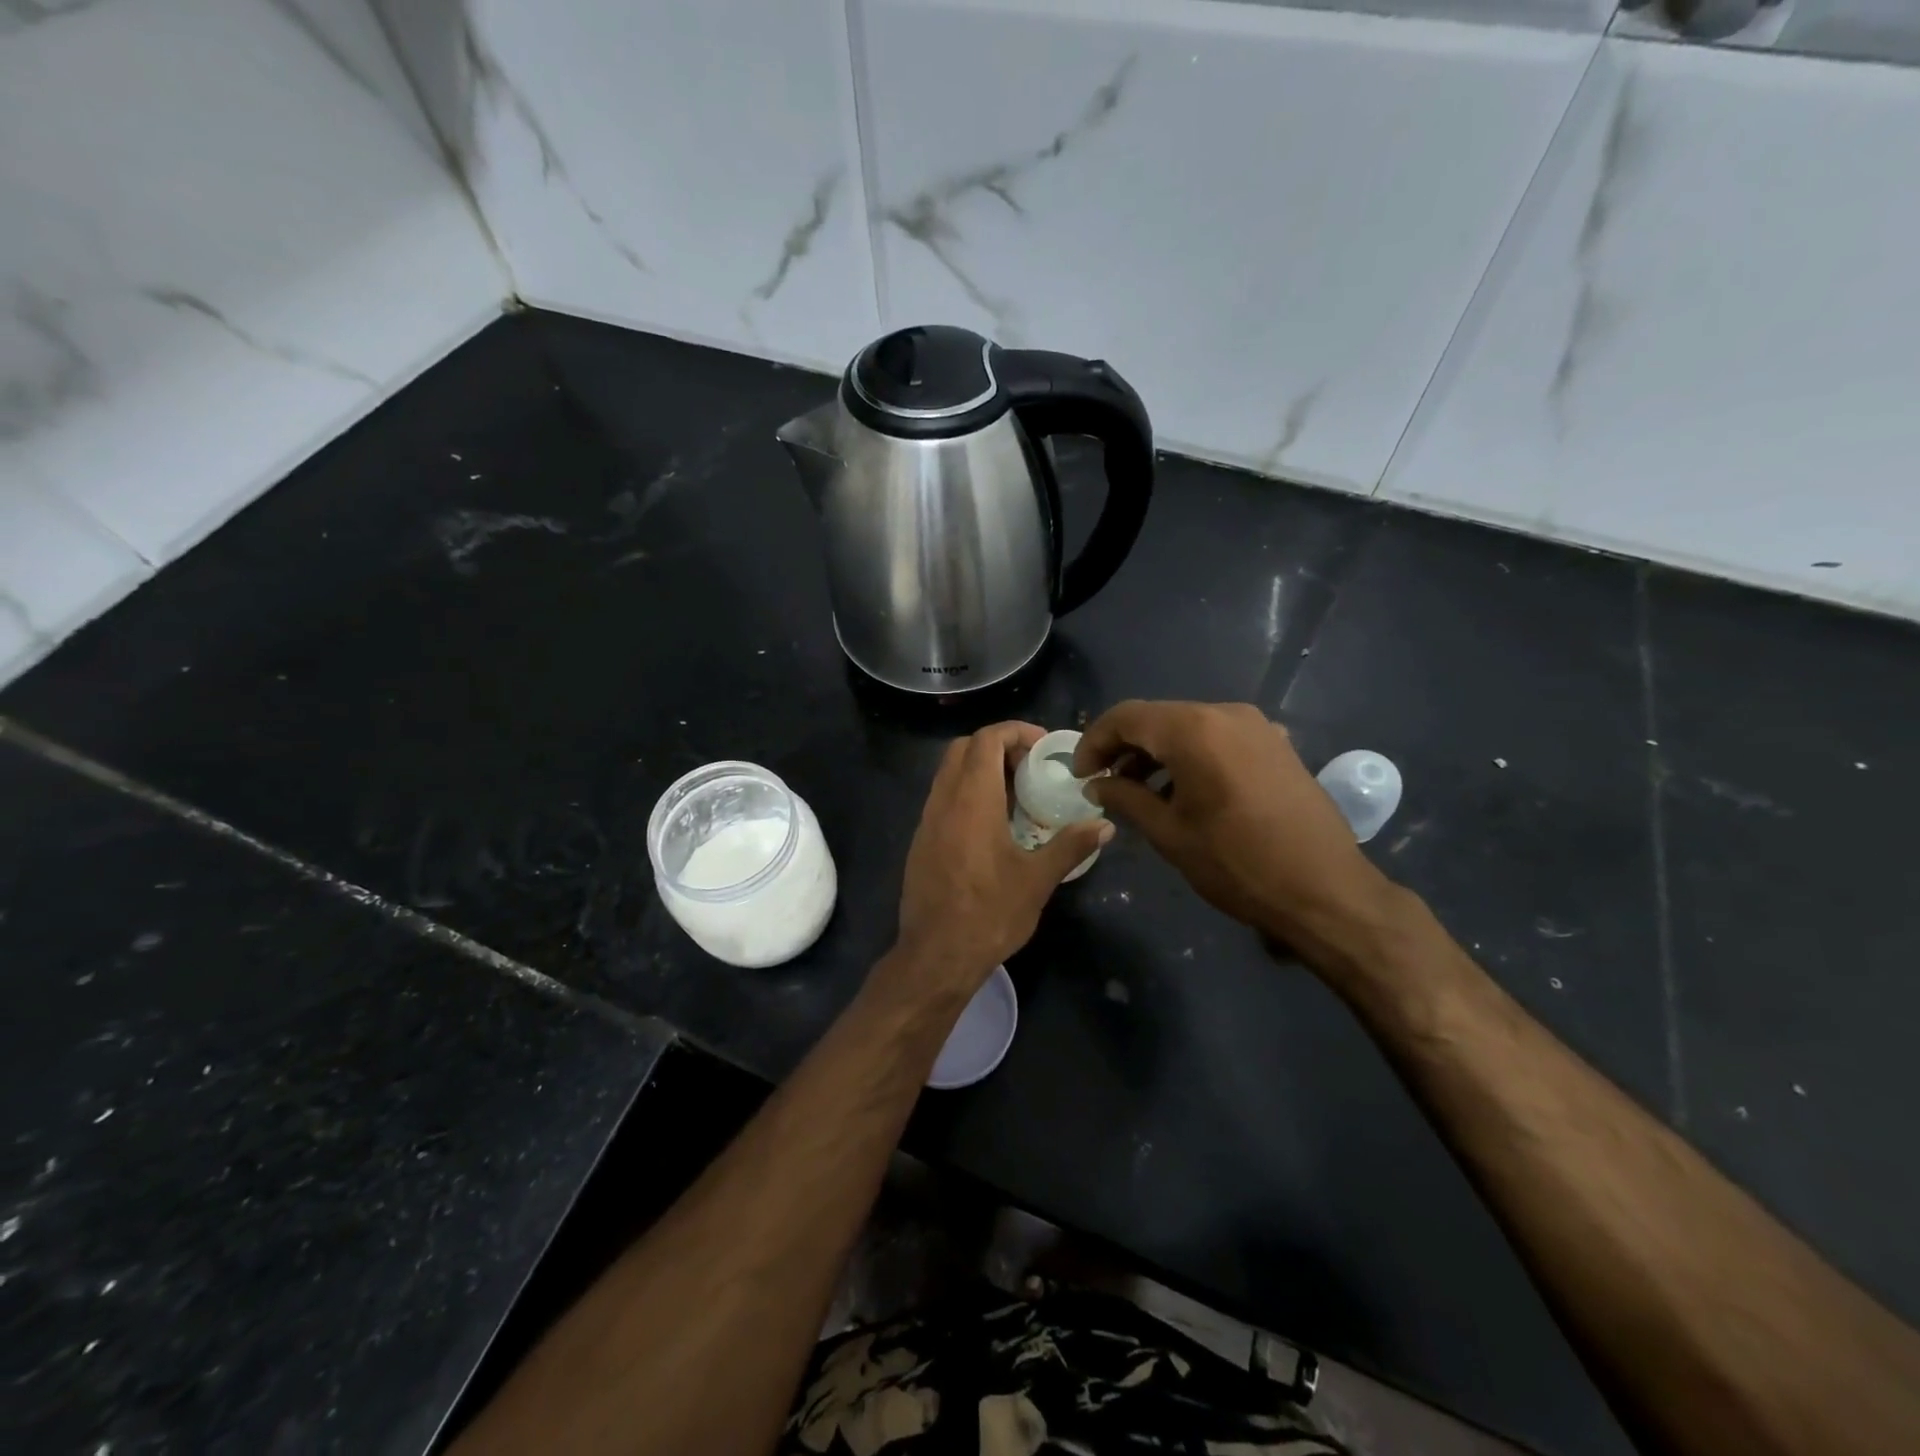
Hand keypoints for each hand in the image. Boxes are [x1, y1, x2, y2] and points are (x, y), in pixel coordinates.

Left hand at [892, 722, 1112, 999]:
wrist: (935, 956)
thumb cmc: (989, 914)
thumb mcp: (1037, 880)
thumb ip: (1071, 845)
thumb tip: (1105, 825)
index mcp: (971, 800)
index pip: (986, 739)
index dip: (1015, 731)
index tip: (1043, 747)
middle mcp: (943, 801)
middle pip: (963, 748)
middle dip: (997, 746)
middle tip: (1030, 767)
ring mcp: (927, 821)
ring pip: (949, 773)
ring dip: (980, 770)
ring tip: (1016, 794)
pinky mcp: (921, 841)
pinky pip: (942, 798)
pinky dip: (966, 793)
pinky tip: (991, 825)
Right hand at [1074, 701, 1401, 972]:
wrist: (1326, 891)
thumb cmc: (1237, 864)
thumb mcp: (1169, 834)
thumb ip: (1126, 799)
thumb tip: (1097, 785)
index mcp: (1194, 730)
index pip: (1126, 717)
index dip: (1094, 742)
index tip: (1080, 775)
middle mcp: (1226, 713)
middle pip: (1158, 718)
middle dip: (1124, 747)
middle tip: (1103, 783)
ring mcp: (1257, 726)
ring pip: (1189, 727)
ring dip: (1157, 753)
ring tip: (1138, 792)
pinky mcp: (1276, 745)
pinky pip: (1218, 739)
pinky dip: (1190, 757)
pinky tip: (1182, 792)